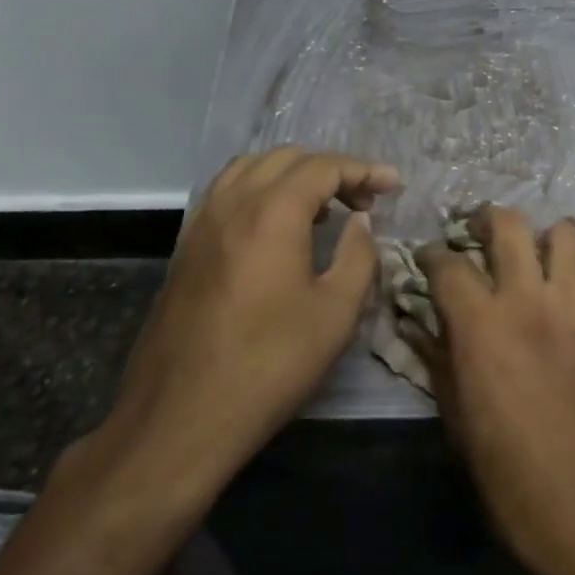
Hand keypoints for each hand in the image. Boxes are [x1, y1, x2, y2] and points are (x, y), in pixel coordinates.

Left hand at [88, 148, 399, 505]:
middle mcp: (233, 202)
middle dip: (330, 169)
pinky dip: (259, 189)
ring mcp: (203, 221)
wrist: (181, 416)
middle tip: (362, 201)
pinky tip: (275, 225)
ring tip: (320, 208)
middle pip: (287, 158)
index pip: (324, 168)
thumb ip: (358, 255)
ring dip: (291, 174)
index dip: (364, 170)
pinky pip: (227, 192)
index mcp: (272, 212)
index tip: (393, 185)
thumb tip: (360, 221)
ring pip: (251, 168)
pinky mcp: (186, 245)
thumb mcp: (335, 314)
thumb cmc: (269, 364)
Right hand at [412, 207, 574, 574]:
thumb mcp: (458, 424)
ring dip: (547, 243)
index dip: (431, 255)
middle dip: (488, 220)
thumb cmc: (512, 482)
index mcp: (483, 325)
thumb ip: (437, 362)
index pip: (448, 264)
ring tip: (536, 265)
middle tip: (480, 236)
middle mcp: (531, 302)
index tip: (427, 261)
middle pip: (511, 225)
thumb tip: (417, 325)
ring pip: (569, 237)